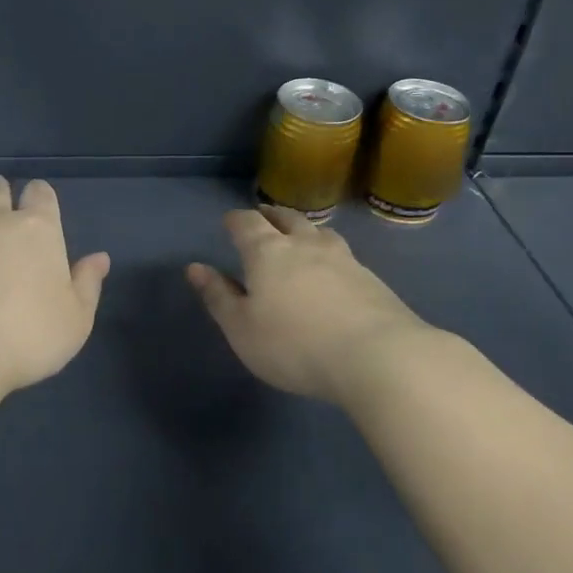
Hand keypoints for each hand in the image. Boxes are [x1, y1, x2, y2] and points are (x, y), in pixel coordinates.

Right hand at [187, 207, 436, 405]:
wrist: (377, 357)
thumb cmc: (295, 345)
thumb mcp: (242, 329)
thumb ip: (218, 297)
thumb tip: (194, 267)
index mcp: (268, 252)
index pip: (247, 223)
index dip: (236, 220)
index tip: (229, 221)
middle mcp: (305, 245)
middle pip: (287, 218)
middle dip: (271, 215)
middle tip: (264, 216)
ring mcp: (343, 259)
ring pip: (319, 232)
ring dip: (304, 229)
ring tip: (299, 234)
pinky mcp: (371, 279)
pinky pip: (343, 254)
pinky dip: (329, 252)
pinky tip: (333, 267)